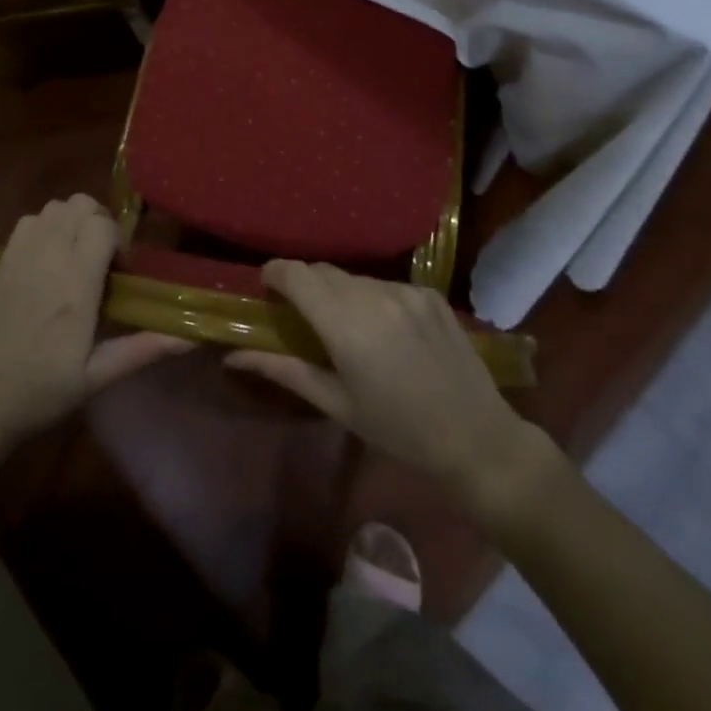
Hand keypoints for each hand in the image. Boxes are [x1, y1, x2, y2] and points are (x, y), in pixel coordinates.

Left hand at [0, 196, 191, 457]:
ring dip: (71, 221)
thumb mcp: (96, 378)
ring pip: (54, 207)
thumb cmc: (40, 393)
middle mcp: (46, 260)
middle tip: (102, 259)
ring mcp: (18, 256)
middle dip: (98, 222)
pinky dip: (45, 227)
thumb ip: (143, 349)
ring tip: (75, 257)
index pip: (101, 227)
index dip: (117, 240)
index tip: (120, 271)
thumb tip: (192, 337)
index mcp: (74, 287)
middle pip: (79, 204)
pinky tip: (47, 261)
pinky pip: (29, 221)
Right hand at [227, 261, 563, 523]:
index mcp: (347, 326)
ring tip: (349, 328)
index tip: (267, 288)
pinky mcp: (430, 294)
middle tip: (302, 316)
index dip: (275, 273)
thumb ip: (284, 371)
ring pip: (355, 277)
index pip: (297, 275)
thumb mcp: (336, 404)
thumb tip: (234, 356)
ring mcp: (407, 291)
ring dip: (340, 293)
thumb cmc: (398, 431)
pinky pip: (386, 284)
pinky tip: (387, 331)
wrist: (477, 439)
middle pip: (323, 271)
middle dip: (305, 285)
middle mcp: (375, 297)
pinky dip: (374, 299)